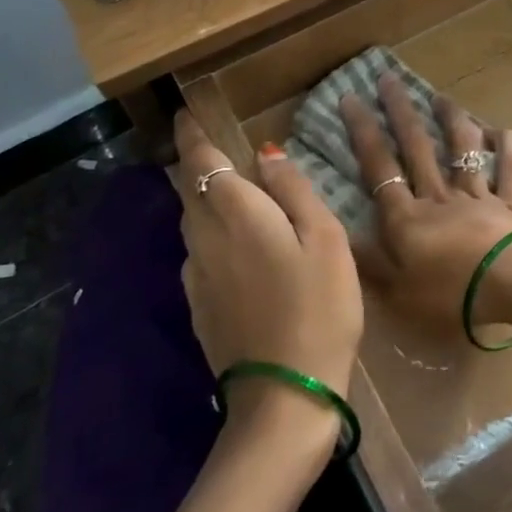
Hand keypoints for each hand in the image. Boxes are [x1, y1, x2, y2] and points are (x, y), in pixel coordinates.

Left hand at [170, 113, 362, 408]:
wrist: (284, 397)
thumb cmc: (318, 307)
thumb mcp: (324, 239)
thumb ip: (294, 191)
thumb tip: (266, 155)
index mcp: (236, 214)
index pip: (202, 161)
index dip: (192, 135)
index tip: (186, 114)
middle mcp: (204, 238)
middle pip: (190, 189)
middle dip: (195, 163)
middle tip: (209, 146)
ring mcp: (196, 276)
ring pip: (191, 221)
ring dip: (202, 198)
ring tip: (226, 190)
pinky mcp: (198, 306)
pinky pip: (197, 252)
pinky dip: (208, 232)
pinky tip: (232, 244)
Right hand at [338, 75, 511, 342]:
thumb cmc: (450, 296)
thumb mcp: (397, 292)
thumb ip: (369, 262)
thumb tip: (337, 232)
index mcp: (407, 218)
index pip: (379, 167)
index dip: (363, 132)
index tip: (351, 98)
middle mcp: (440, 197)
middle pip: (417, 148)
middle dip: (401, 112)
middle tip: (389, 79)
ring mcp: (478, 196)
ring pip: (462, 150)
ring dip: (452, 120)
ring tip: (441, 97)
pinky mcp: (511, 203)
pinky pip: (510, 170)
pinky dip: (507, 148)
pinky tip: (502, 131)